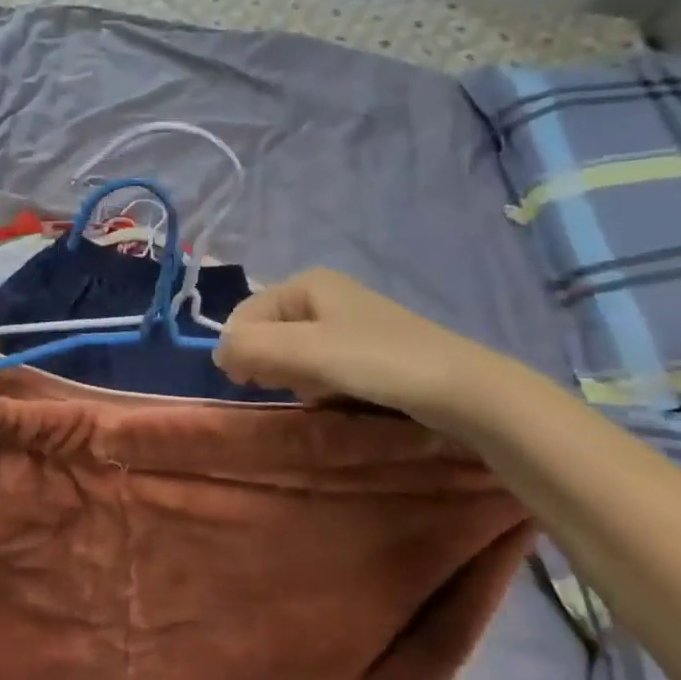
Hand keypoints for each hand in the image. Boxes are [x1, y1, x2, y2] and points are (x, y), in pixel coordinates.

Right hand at [214, 269, 502, 426]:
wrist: (464, 390)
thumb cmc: (378, 362)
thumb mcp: (305, 353)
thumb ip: (251, 348)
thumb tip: (217, 355)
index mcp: (305, 283)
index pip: (244, 315)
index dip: (239, 350)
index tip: (251, 384)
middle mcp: (322, 293)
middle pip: (267, 330)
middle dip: (266, 362)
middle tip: (286, 389)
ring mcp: (346, 320)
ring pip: (290, 349)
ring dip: (290, 375)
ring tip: (312, 395)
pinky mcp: (365, 347)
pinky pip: (318, 361)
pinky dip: (314, 380)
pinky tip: (330, 396)